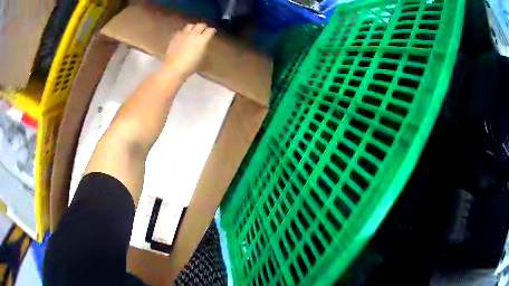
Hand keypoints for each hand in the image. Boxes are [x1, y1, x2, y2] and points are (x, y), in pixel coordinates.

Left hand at [162, 23, 215, 79]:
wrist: (173, 68)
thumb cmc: (190, 66)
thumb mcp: (201, 58)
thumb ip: (203, 48)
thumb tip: (203, 44)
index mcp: (202, 39)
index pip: (210, 30)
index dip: (212, 31)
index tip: (212, 32)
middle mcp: (193, 34)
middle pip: (201, 25)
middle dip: (203, 27)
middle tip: (203, 30)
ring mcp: (183, 34)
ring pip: (190, 25)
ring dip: (193, 27)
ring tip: (192, 31)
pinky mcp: (174, 37)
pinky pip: (180, 31)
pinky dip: (183, 32)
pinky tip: (182, 36)